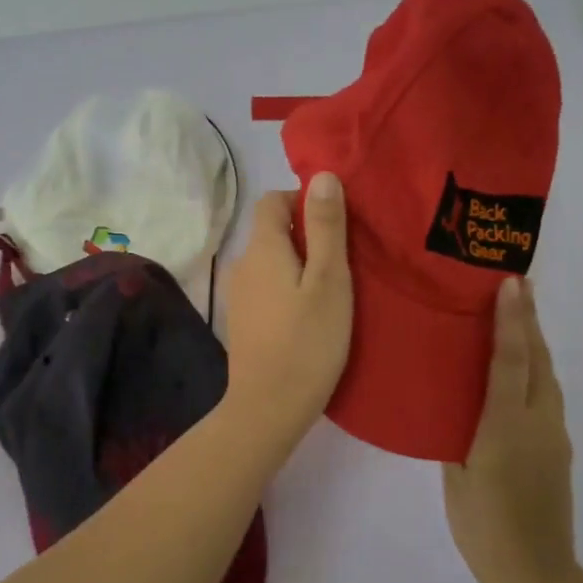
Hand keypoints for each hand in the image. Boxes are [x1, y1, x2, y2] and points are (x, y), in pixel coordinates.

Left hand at [220, 173, 353, 454]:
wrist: (268, 406)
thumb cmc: (307, 341)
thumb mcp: (329, 280)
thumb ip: (326, 227)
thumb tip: (321, 175)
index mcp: (261, 248)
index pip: (272, 200)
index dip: (302, 201)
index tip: (335, 224)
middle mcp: (241, 264)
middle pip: (271, 232)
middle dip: (305, 235)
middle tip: (343, 262)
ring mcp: (238, 296)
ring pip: (270, 263)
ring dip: (298, 265)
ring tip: (331, 291)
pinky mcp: (242, 322)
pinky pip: (266, 289)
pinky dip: (287, 289)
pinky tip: (308, 316)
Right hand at [443, 276, 576, 582]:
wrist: (534, 571)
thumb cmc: (482, 525)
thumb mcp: (456, 475)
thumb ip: (458, 434)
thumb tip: (458, 407)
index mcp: (506, 426)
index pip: (511, 360)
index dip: (511, 320)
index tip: (511, 284)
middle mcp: (538, 422)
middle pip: (539, 361)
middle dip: (530, 321)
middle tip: (518, 287)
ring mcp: (555, 436)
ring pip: (548, 378)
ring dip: (534, 345)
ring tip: (516, 320)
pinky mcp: (559, 450)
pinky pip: (547, 399)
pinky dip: (535, 373)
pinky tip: (518, 375)